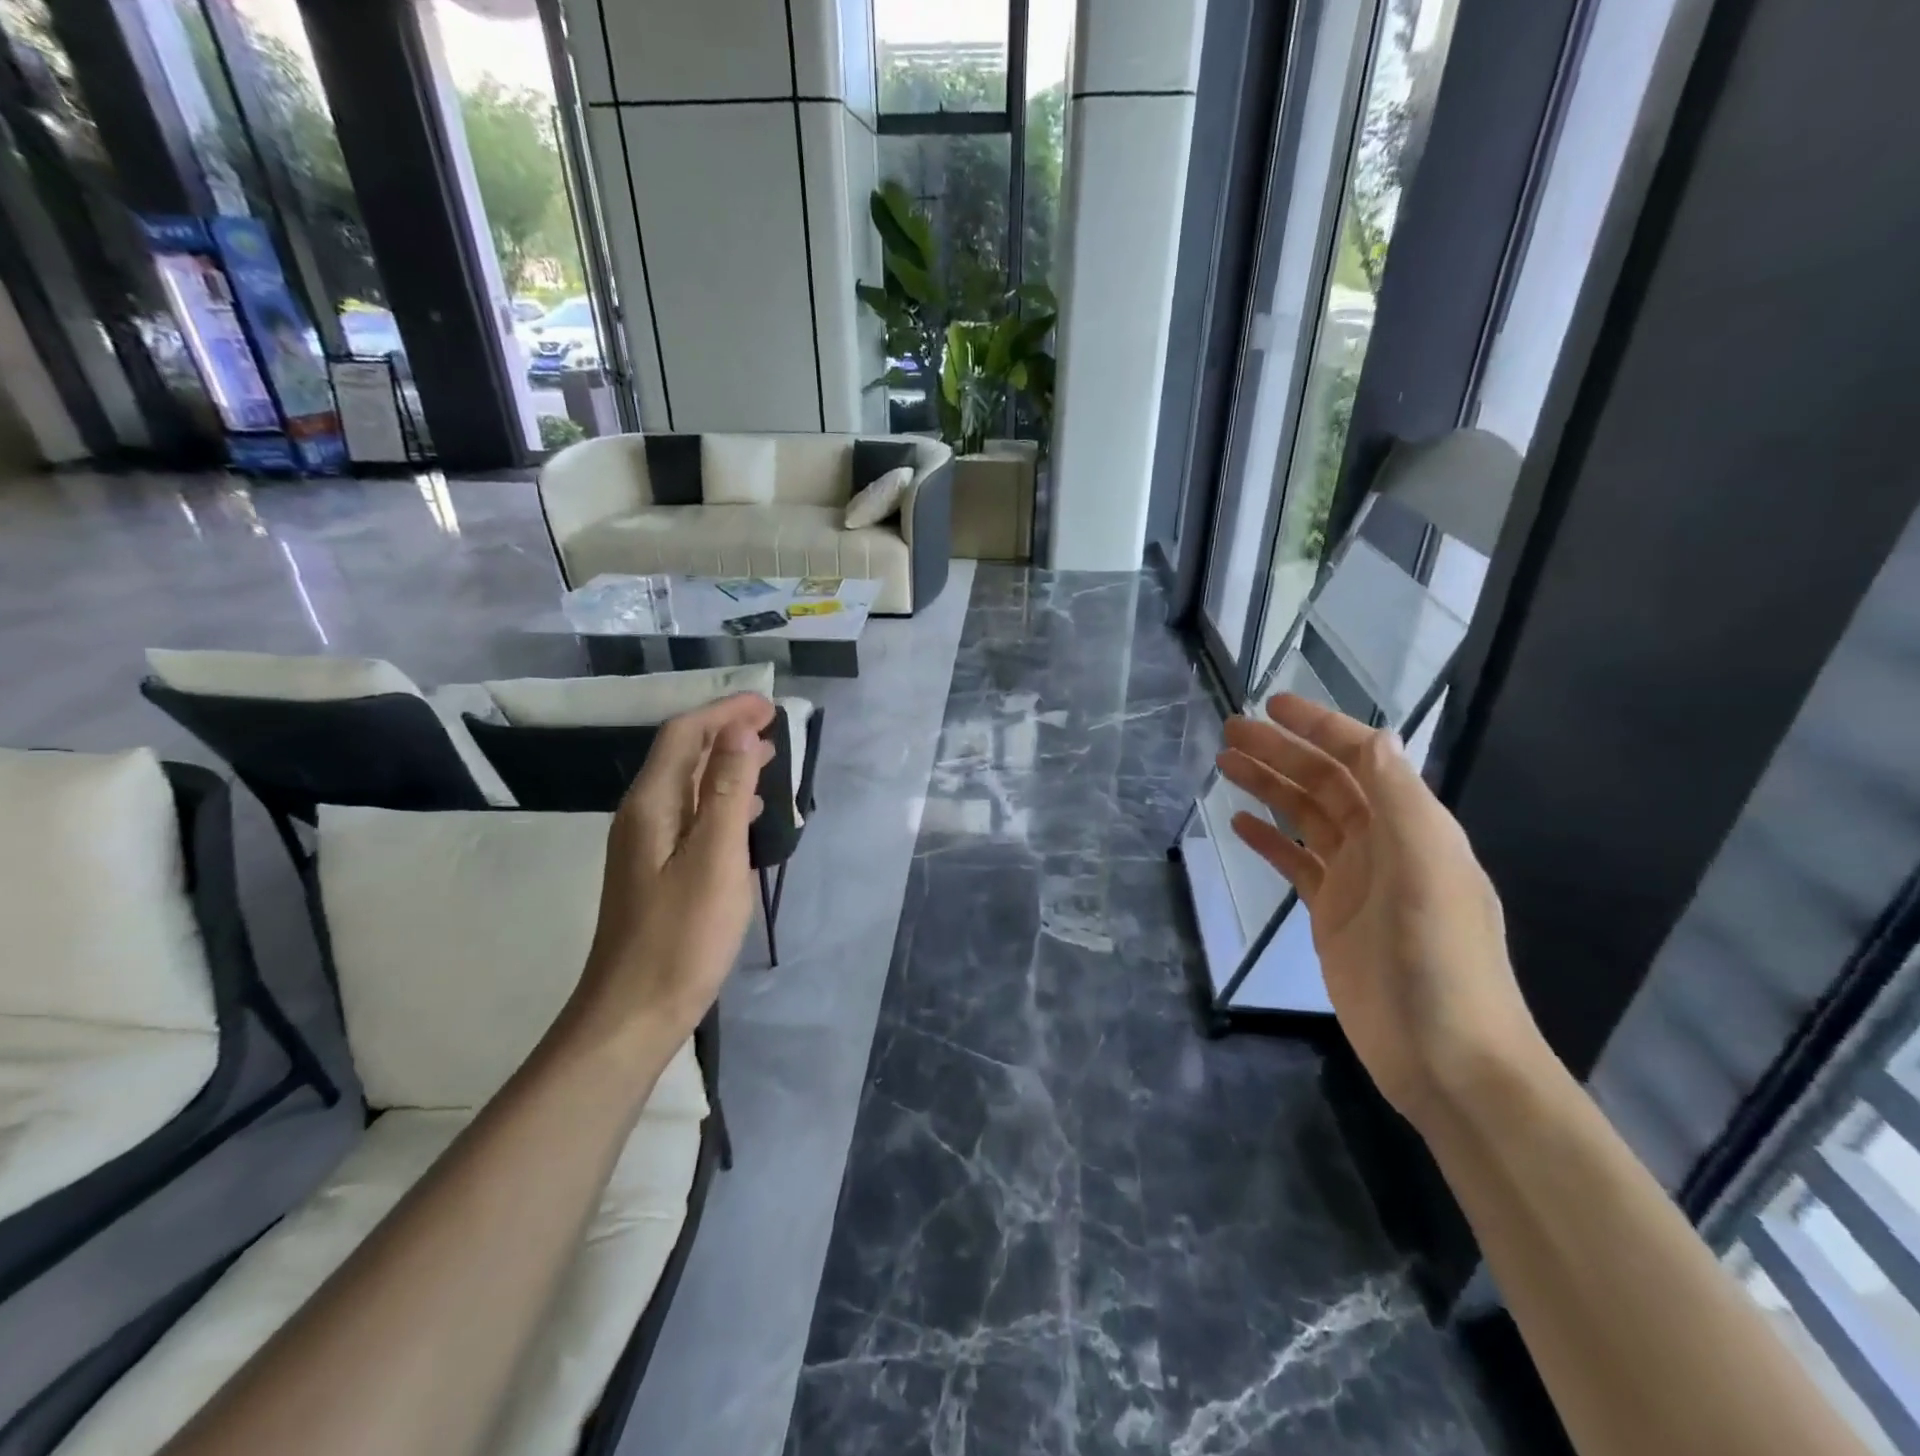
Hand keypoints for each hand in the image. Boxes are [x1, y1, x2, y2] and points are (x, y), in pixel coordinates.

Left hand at [570, 693, 775, 1049]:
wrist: (634, 1012)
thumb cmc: (682, 936)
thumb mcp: (715, 858)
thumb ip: (726, 790)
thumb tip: (738, 730)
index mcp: (651, 805)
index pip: (685, 735)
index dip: (725, 711)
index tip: (770, 705)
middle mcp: (642, 815)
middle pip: (682, 754)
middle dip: (726, 731)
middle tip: (775, 727)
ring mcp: (646, 845)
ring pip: (689, 785)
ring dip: (726, 764)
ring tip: (768, 760)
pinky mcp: (657, 870)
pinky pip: (692, 815)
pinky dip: (722, 800)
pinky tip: (747, 814)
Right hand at [1218, 695, 1544, 1127]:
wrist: (1446, 1058)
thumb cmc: (1437, 960)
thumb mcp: (1426, 870)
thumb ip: (1398, 801)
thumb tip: (1371, 736)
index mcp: (1413, 826)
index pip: (1362, 759)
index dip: (1319, 727)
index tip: (1271, 706)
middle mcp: (1385, 843)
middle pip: (1325, 782)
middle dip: (1281, 752)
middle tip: (1230, 731)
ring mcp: (1357, 880)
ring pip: (1305, 817)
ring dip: (1268, 787)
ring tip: (1224, 764)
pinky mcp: (1332, 913)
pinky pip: (1296, 862)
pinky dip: (1269, 839)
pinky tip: (1240, 823)